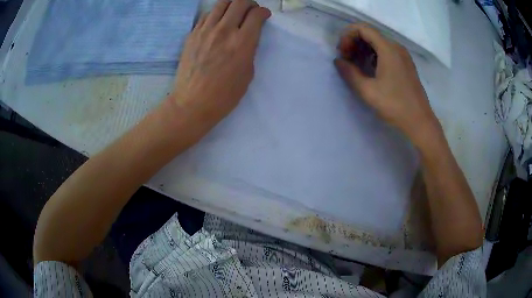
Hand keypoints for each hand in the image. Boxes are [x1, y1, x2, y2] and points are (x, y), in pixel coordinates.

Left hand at [170, 0, 270, 126]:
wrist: (192, 103)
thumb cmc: (224, 95)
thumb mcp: (247, 73)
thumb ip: (249, 50)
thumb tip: (247, 37)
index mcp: (242, 42)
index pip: (256, 14)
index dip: (263, 12)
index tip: (264, 16)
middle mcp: (224, 30)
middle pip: (240, 2)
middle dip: (250, 4)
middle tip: (251, 11)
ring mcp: (205, 30)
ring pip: (222, 4)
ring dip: (232, 4)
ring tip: (234, 12)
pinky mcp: (192, 34)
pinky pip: (206, 15)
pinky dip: (216, 13)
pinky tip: (218, 22)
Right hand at [334, 24, 440, 146]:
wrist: (419, 122)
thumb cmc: (394, 105)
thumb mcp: (368, 90)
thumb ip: (349, 73)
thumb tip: (338, 61)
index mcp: (388, 49)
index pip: (362, 28)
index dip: (347, 36)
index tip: (342, 53)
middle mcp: (396, 47)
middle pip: (370, 34)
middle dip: (353, 42)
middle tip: (346, 59)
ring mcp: (403, 55)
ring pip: (378, 42)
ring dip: (363, 49)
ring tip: (355, 65)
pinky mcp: (406, 64)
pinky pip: (386, 51)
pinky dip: (373, 55)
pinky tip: (369, 69)